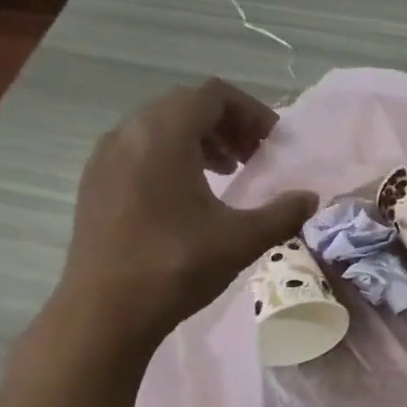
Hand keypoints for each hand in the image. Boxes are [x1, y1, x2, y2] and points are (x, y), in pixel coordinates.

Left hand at [51, 81, 317, 352]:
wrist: (105, 311)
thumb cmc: (176, 266)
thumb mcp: (242, 239)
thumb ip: (283, 213)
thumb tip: (311, 198)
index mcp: (164, 135)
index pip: (213, 95)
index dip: (251, 111)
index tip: (273, 142)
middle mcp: (129, 133)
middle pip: (185, 104)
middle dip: (226, 123)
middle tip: (253, 156)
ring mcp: (105, 157)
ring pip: (159, 126)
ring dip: (199, 138)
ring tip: (226, 172)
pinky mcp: (95, 182)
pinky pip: (139, 148)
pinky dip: (171, 155)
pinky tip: (188, 196)